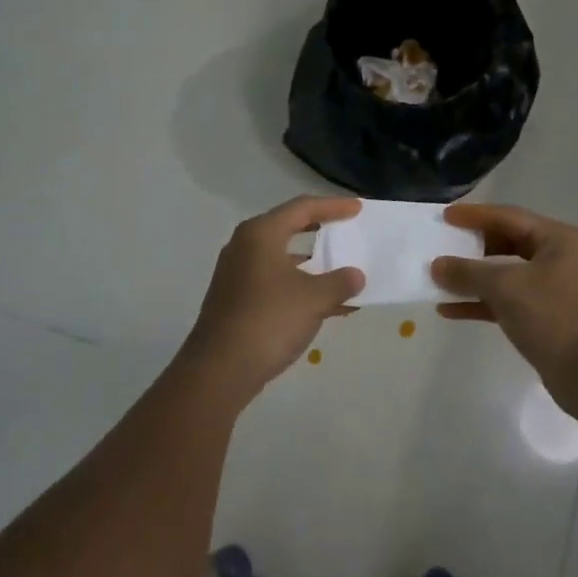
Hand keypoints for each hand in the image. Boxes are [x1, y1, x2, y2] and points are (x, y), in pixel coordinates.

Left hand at [177, 196, 364, 404]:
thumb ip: (339, 282)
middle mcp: (246, 247)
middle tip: (347, 230)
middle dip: (321, 231)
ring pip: (284, 259)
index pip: (302, 208)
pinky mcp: (238, 300)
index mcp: (261, 234)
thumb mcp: (313, 299)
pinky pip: (277, 283)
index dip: (333, 206)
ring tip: (344, 271)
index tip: (358, 209)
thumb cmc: (268, 320)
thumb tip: (356, 276)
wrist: (220, 370)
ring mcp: (239, 275)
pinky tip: (329, 305)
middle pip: (289, 229)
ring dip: (314, 265)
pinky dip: (302, 287)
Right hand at [432, 204, 577, 421]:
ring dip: (473, 278)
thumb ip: (468, 272)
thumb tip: (437, 266)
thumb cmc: (553, 318)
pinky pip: (508, 301)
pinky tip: (450, 310)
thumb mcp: (506, 288)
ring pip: (506, 274)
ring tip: (439, 279)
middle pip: (508, 242)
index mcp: (559, 239)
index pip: (509, 217)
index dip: (474, 215)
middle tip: (442, 245)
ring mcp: (555, 289)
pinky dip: (482, 303)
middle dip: (473, 247)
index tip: (445, 216)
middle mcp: (560, 258)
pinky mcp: (547, 318)